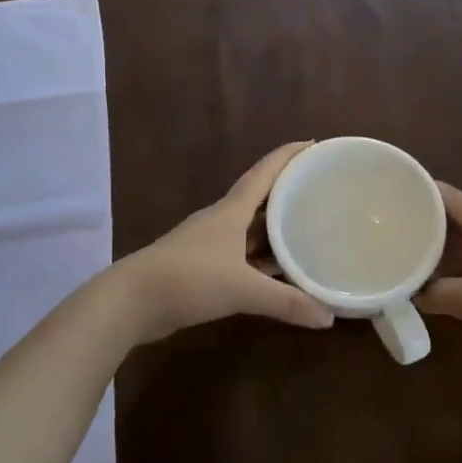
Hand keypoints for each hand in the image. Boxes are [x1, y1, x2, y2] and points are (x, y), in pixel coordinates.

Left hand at [114, 142, 336, 343]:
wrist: (132, 300)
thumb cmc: (189, 279)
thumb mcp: (242, 290)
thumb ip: (286, 302)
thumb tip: (329, 319)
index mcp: (231, 211)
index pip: (264, 173)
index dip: (287, 156)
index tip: (312, 143)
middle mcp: (221, 220)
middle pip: (259, 197)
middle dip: (286, 189)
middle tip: (319, 187)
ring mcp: (208, 243)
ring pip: (249, 227)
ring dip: (274, 226)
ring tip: (306, 225)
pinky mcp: (200, 266)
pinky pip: (240, 253)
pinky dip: (260, 257)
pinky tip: (277, 270)